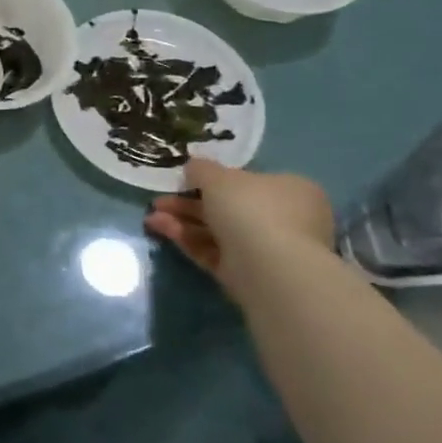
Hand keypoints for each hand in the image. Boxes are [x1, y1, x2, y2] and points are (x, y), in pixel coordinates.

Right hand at [144, 158, 334, 299]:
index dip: (215, 179)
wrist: (268, 268)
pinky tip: (160, 229)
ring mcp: (266, 250)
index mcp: (290, 190)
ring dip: (182, 221)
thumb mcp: (217, 176)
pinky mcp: (248, 274)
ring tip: (151, 216)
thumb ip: (201, 169)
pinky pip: (213, 252)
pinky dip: (187, 240)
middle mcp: (284, 219)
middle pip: (228, 207)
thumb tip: (193, 168)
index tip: (186, 179)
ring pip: (217, 231)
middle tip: (160, 200)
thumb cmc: (250, 208)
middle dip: (188, 202)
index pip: (249, 181)